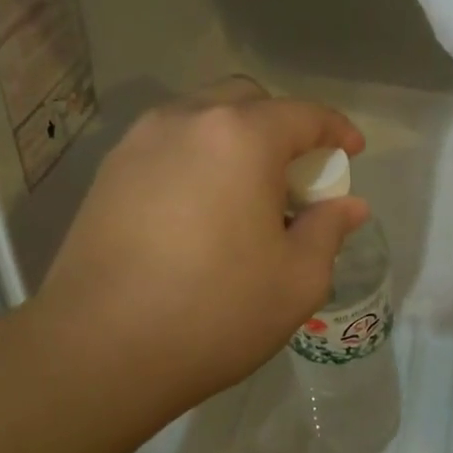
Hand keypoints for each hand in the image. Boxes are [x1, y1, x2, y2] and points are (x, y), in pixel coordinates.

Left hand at [33, 78, 366, 418]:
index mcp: (241, 138)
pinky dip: (197, 161)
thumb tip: (349, 206)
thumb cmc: (216, 312)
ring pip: (200, 120)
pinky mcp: (107, 175)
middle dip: (281, 129)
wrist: (100, 350)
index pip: (303, 115)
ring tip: (246, 197)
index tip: (352, 153)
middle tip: (295, 179)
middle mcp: (185, 122)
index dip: (336, 130)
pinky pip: (167, 148)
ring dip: (235, 142)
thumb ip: (328, 230)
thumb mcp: (297, 280)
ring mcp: (138, 144)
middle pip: (246, 102)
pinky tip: (201, 213)